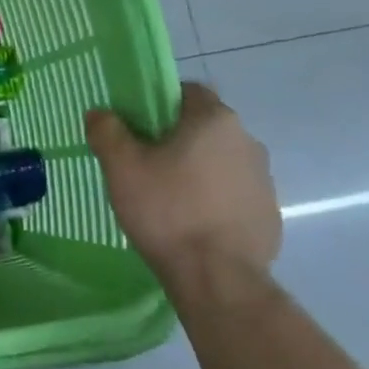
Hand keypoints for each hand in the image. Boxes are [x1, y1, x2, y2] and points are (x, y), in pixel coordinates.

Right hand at [85, 83, 280, 287]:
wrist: (218, 277)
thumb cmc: (167, 210)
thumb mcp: (121, 167)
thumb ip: (107, 131)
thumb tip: (100, 113)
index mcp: (214, 120)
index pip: (186, 91)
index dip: (157, 101)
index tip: (134, 125)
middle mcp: (247, 140)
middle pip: (202, 126)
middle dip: (174, 138)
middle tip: (142, 162)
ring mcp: (263, 178)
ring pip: (218, 160)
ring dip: (194, 169)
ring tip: (164, 197)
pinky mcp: (268, 212)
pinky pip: (232, 192)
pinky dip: (211, 198)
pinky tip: (189, 222)